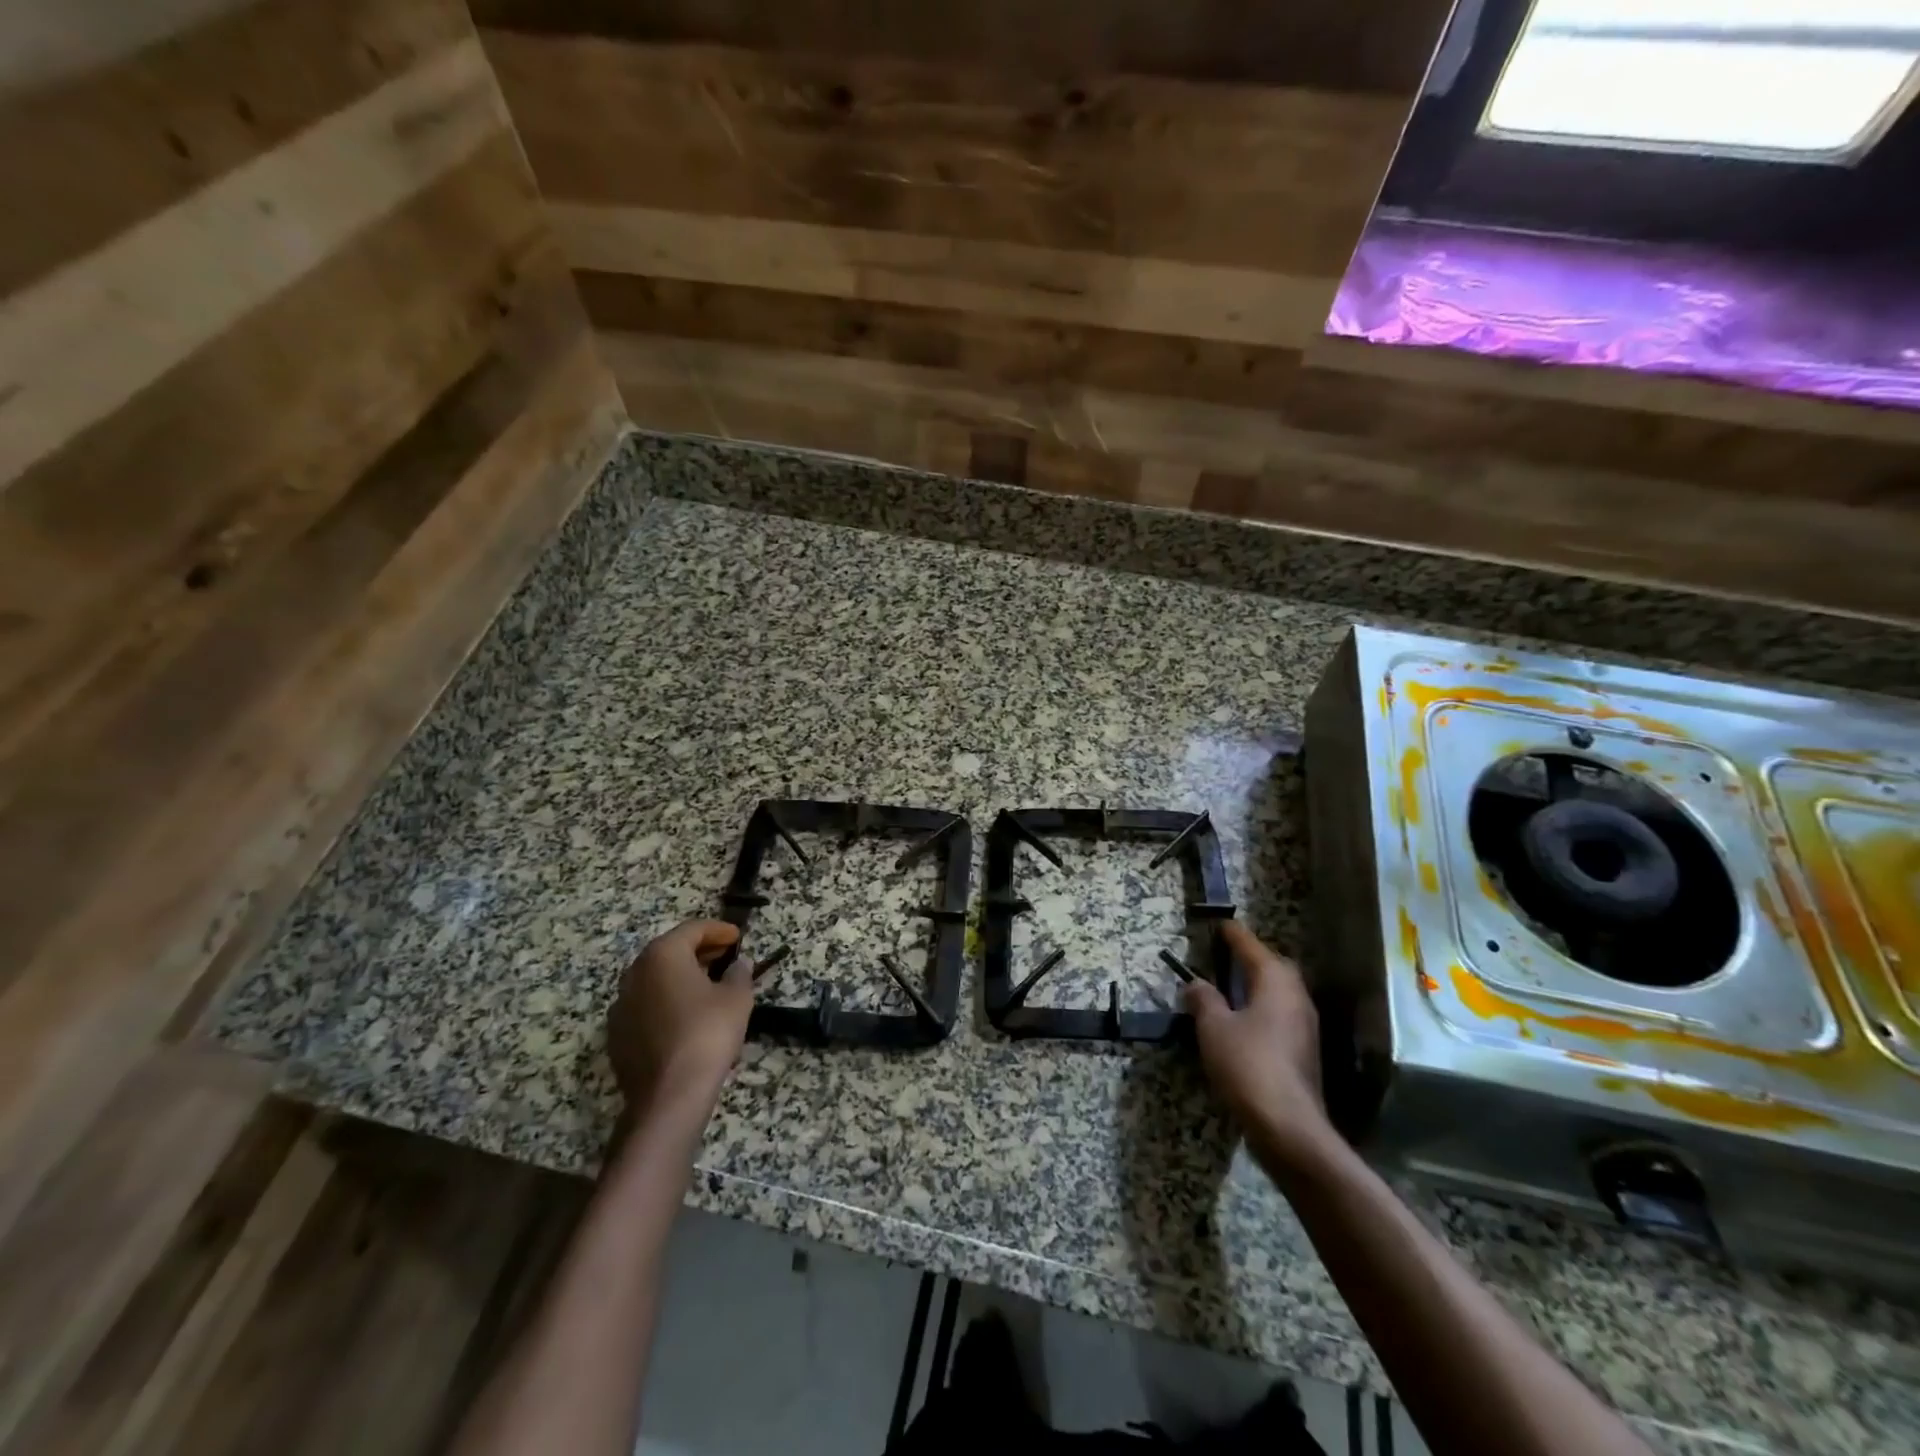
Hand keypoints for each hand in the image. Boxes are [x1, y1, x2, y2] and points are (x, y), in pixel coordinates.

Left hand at [608, 919, 753, 1115]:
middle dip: (699, 952)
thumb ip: (739, 974)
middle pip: (669, 951)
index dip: (718, 930)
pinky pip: (646, 1006)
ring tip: (708, 987)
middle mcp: (635, 973)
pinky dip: (667, 1002)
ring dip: (681, 977)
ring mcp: (621, 1006)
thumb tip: (739, 964)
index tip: (737, 937)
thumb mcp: (736, 998)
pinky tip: (686, 1017)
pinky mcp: (617, 1035)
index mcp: (662, 956)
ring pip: (655, 979)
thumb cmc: (707, 1033)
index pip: (692, 929)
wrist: (669, 1095)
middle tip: (725, 958)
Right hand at [1184, 922, 1331, 1168]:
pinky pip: (1279, 1015)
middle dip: (1251, 958)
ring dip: (1256, 986)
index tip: (1220, 924)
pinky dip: (1260, 1009)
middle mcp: (1296, 997)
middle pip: (1273, 967)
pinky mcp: (1303, 1051)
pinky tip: (1241, 1022)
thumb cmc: (1248, 1065)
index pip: (1251, 947)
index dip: (1233, 934)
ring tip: (1228, 988)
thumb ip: (1203, 999)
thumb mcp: (1213, 1027)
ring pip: (1278, 993)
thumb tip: (1196, 983)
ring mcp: (1305, 1026)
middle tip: (1225, 956)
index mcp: (1275, 982)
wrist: (1288, 1126)